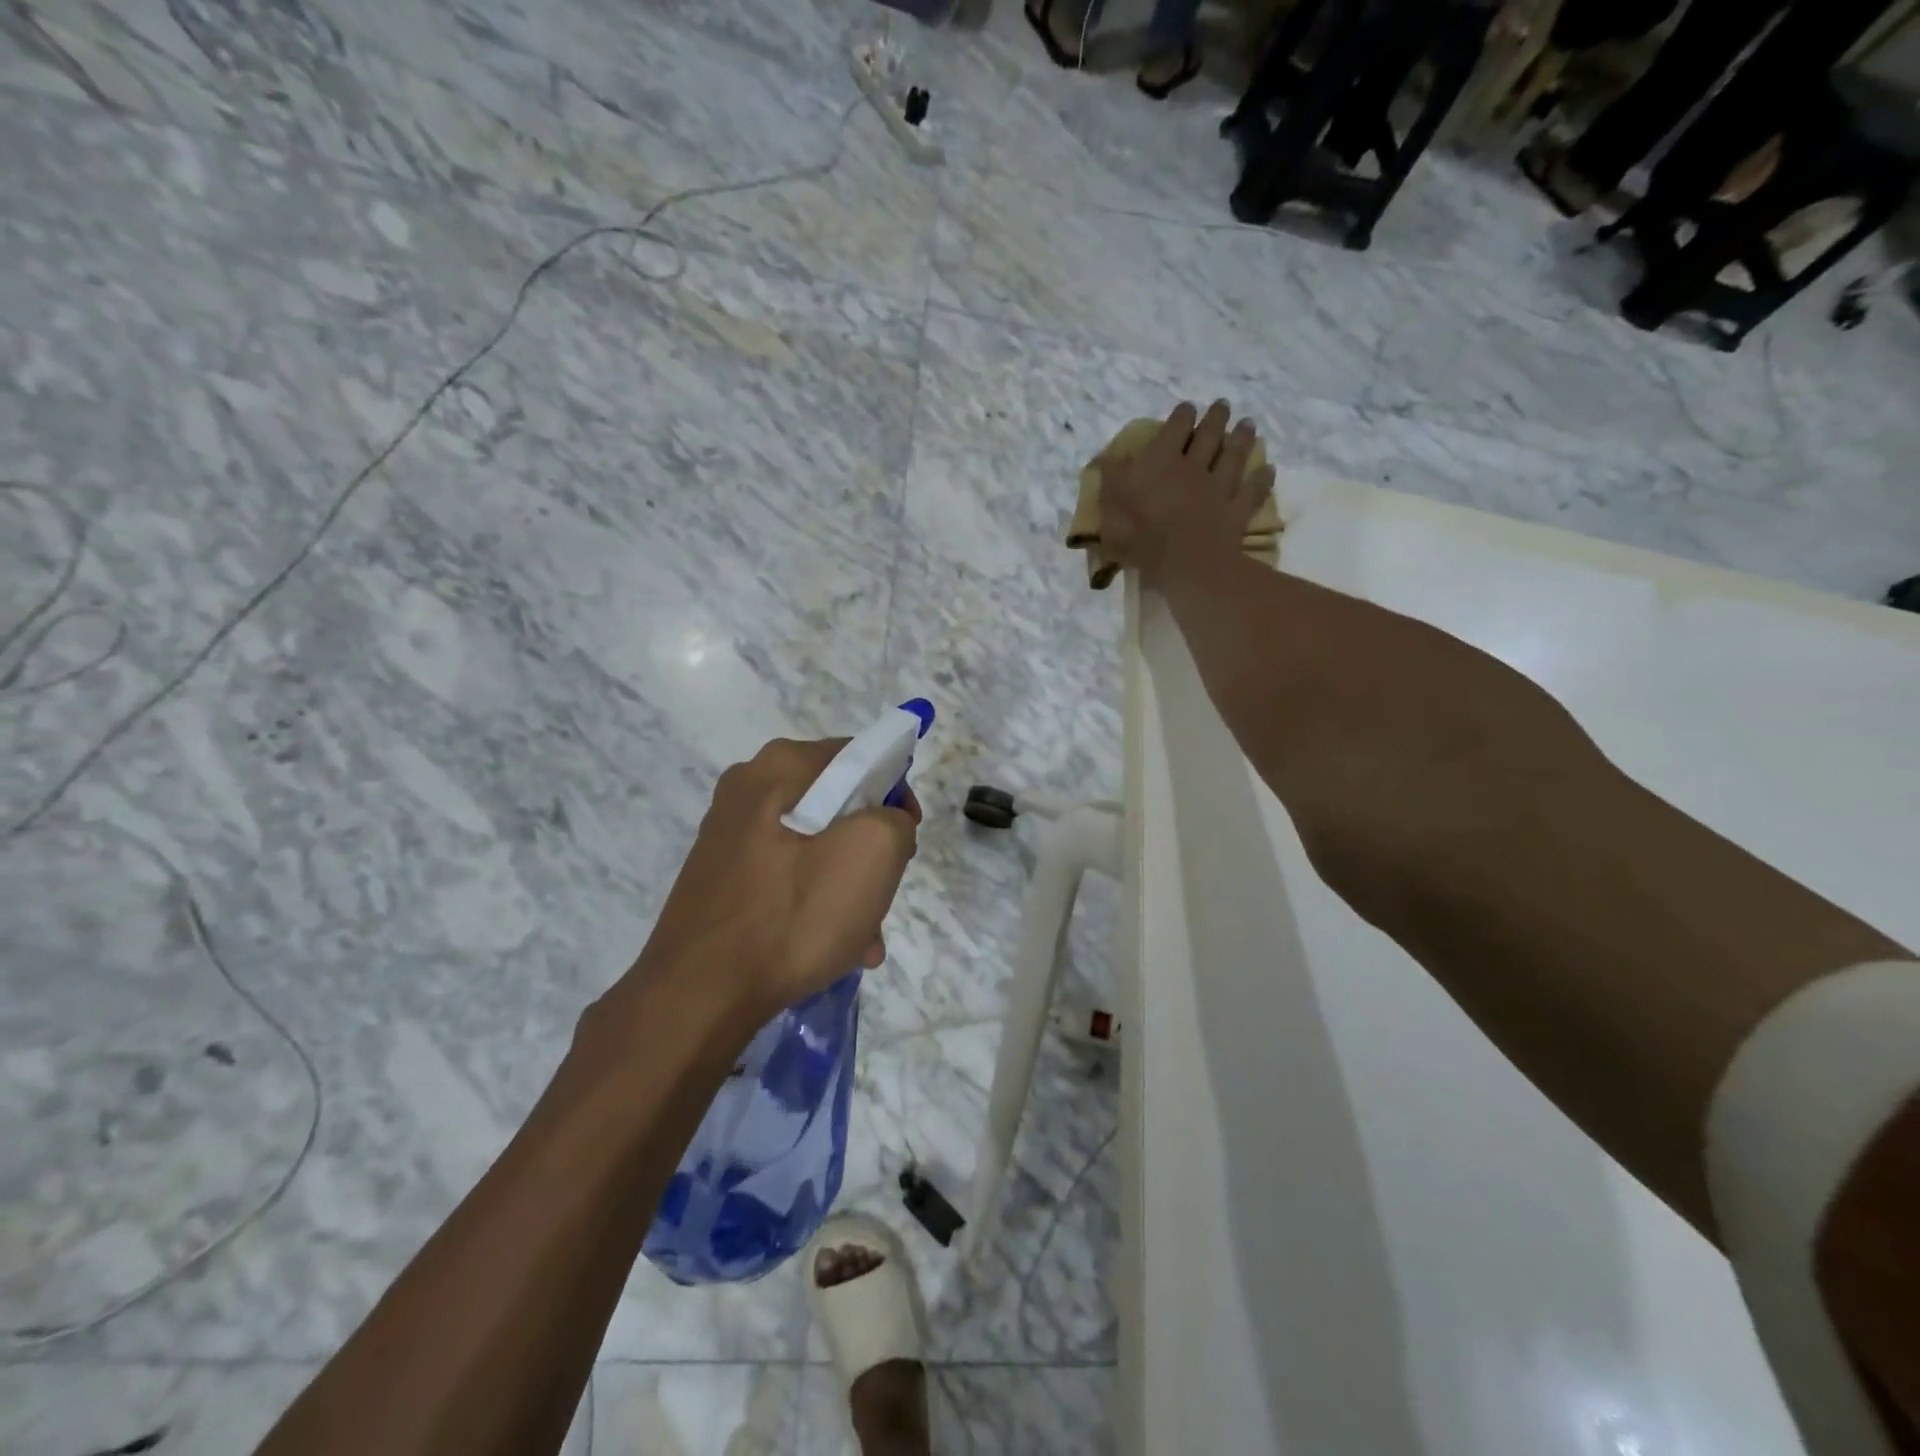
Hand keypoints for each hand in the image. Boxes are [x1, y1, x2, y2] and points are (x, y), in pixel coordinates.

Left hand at [626, 737, 920, 1022]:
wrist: (698, 994)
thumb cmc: (792, 914)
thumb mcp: (873, 854)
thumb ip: (896, 819)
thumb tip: (885, 822)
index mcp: (781, 765)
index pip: (862, 756)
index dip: (895, 795)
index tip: (905, 842)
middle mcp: (749, 786)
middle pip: (839, 804)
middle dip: (871, 852)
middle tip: (882, 896)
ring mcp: (730, 832)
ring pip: (815, 845)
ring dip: (847, 886)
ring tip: (861, 940)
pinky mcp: (721, 873)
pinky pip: (786, 873)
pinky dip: (814, 901)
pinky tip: (829, 947)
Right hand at [1098, 400, 1273, 586]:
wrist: (1183, 563)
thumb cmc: (1139, 535)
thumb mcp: (1110, 505)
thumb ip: (1112, 478)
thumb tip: (1111, 457)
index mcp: (1161, 461)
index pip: (1174, 429)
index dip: (1182, 415)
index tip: (1188, 407)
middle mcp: (1193, 466)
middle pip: (1209, 436)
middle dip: (1216, 418)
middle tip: (1223, 405)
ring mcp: (1219, 488)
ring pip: (1234, 456)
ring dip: (1242, 438)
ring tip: (1248, 424)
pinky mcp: (1236, 511)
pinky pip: (1252, 491)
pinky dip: (1261, 479)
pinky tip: (1268, 470)